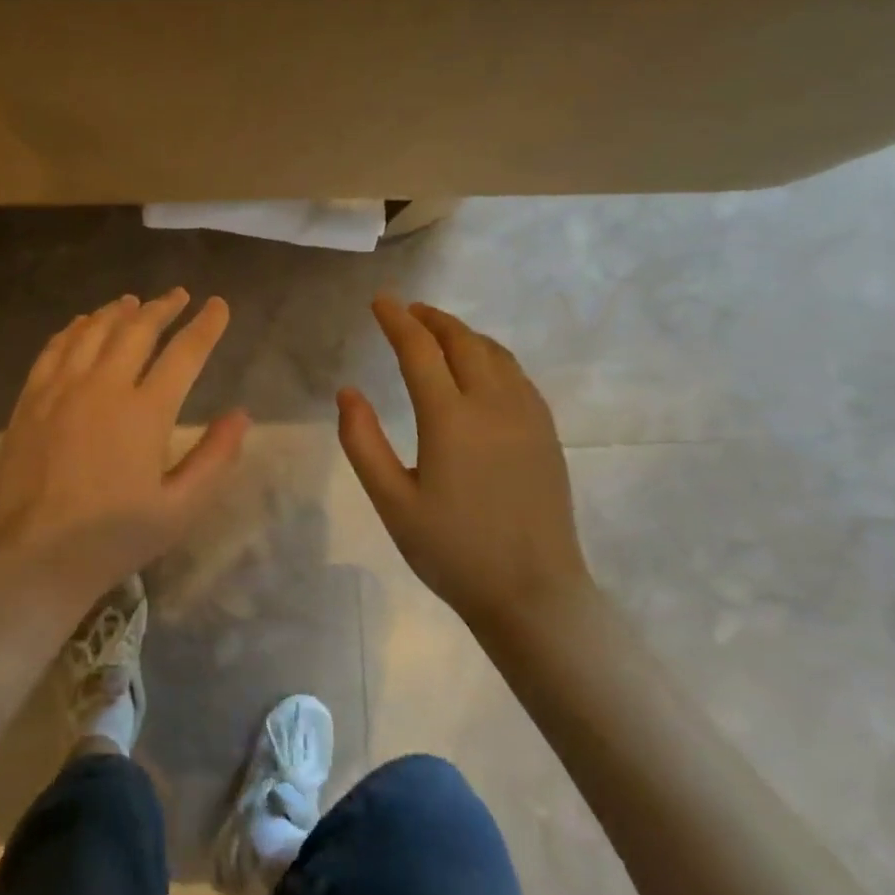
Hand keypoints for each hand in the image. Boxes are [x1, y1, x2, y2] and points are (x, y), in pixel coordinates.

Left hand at [0, 289, 249, 612]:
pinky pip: (54, 349)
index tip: (218, 306)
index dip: (206, 326)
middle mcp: (103, 387)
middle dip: (163, 308)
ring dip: (118, 311)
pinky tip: (82, 324)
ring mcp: (61, 389)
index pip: (184, 354)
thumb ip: (215, 458)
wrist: (35, 555)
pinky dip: (74, 329)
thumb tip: (241, 415)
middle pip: (137, 330)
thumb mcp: (180, 509)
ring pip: (93, 332)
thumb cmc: (114, 537)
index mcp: (145, 412)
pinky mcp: (31, 400)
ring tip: (135, 302)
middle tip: (179, 295)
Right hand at [338, 295, 593, 627]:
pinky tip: (480, 367)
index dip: (396, 320)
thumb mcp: (392, 502)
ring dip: (463, 333)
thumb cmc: (452, 551)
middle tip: (406, 311)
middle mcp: (493, 405)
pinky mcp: (546, 433)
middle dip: (431, 319)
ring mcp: (527, 416)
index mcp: (450, 419)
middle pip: (462, 341)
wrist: (532, 593)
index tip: (379, 301)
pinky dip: (491, 355)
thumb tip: (348, 392)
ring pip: (495, 353)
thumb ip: (363, 442)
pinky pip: (517, 375)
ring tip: (438, 332)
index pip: (419, 350)